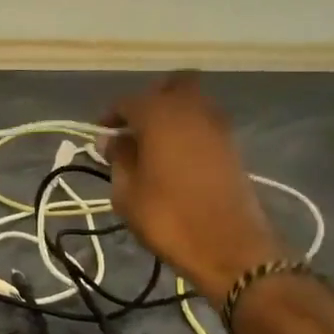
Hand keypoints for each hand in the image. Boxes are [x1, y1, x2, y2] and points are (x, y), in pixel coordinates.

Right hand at [100, 72, 286, 303]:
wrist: (229, 248)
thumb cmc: (168, 218)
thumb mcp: (127, 192)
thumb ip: (118, 158)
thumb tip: (112, 139)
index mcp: (160, 115)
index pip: (128, 101)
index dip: (111, 116)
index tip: (101, 136)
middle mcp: (191, 110)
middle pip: (172, 85)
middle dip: (151, 99)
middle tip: (134, 127)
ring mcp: (218, 126)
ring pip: (193, 102)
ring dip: (172, 114)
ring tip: (152, 145)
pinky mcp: (233, 146)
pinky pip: (205, 123)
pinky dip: (189, 131)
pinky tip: (174, 157)